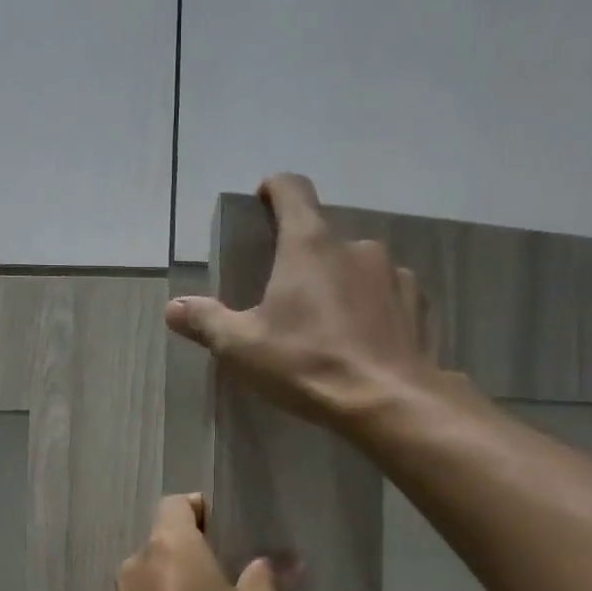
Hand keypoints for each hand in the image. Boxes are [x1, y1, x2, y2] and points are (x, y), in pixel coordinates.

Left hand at [114, 494, 287, 590]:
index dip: (202, 509)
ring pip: (154, 573)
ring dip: (180, 580)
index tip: (228, 530)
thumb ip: (267, 578)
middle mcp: (137, 564)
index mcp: (169, 546)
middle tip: (232, 569)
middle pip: (164, 539)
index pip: (176, 504)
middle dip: (195, 548)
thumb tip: (282, 560)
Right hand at [165, 173, 443, 433]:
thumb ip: (206, 322)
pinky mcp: (418, 303)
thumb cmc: (307, 364)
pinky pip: (387, 294)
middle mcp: (355, 246)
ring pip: (356, 268)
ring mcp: (393, 273)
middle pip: (322, 238)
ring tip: (326, 325)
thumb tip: (174, 308)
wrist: (388, 401)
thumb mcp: (242, 348)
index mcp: (309, 245)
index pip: (292, 191)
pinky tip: (362, 340)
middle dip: (303, 259)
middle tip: (286, 297)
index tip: (264, 199)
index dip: (275, 189)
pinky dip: (371, 307)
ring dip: (339, 285)